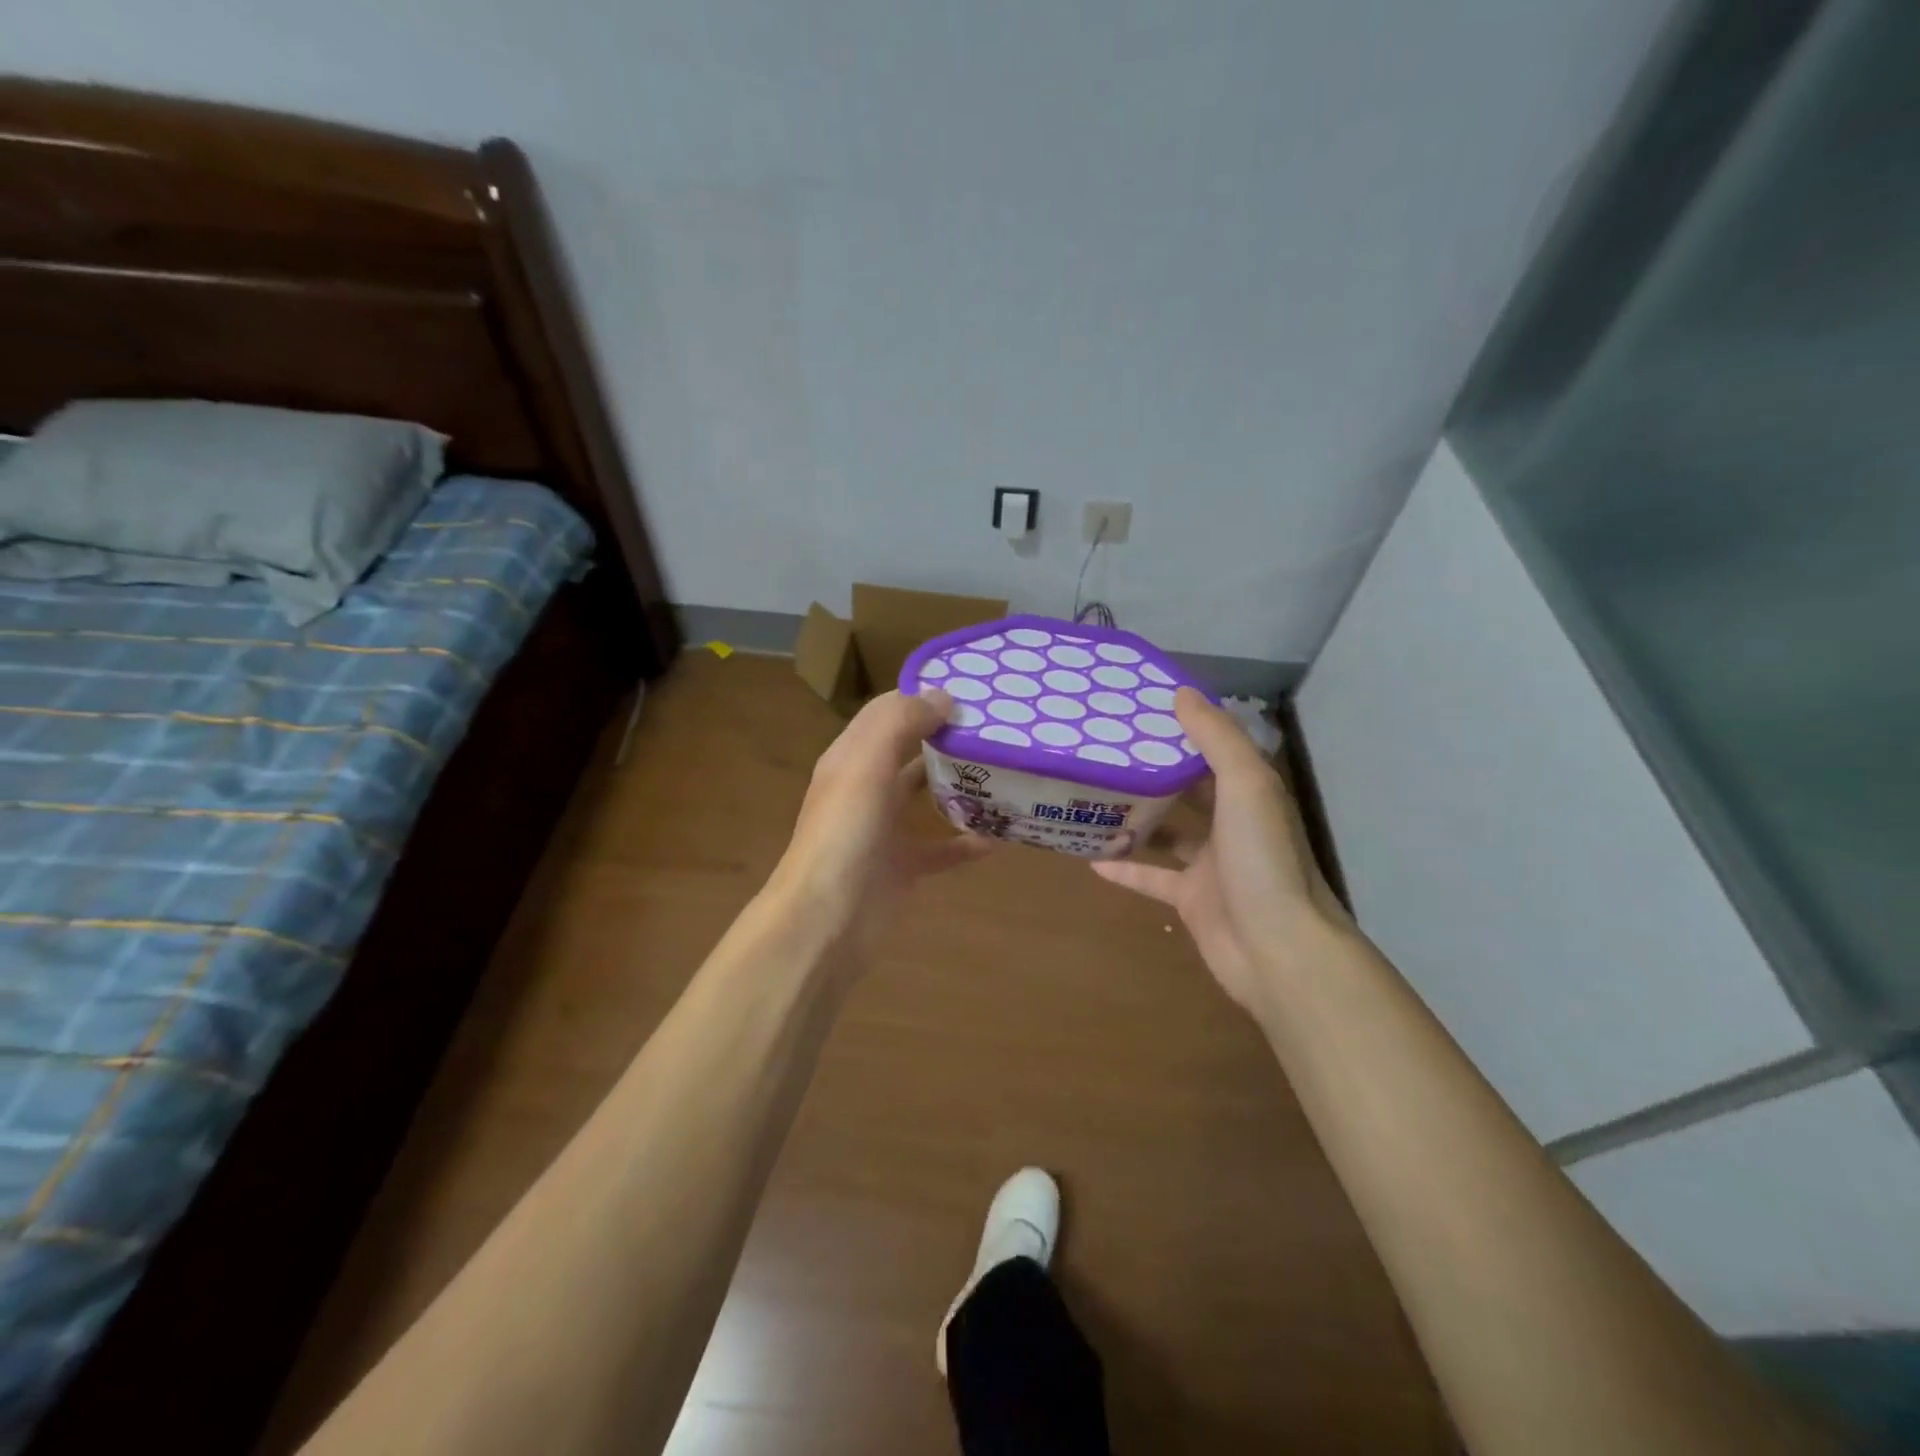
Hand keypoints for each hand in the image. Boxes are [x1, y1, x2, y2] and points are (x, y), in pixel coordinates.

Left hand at [770, 689, 993, 953]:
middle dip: (948, 739)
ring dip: (960, 786)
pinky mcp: (903, 867)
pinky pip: (942, 849)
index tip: (973, 691)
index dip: (923, 698)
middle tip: (999, 729)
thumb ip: (900, 722)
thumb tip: (943, 696)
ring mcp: (885, 829)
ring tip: (1005, 772)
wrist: (826, 920)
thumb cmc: (845, 834)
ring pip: (927, 797)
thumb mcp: (866, 765)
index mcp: (852, 757)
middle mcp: (868, 788)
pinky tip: (999, 837)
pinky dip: (967, 842)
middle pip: (911, 752)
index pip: (889, 713)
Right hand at [1093, 688, 1350, 1018]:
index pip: (1213, 749)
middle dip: (1153, 770)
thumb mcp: (1246, 785)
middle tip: (1105, 748)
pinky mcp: (1190, 898)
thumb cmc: (1263, 859)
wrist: (1278, 949)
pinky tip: (1088, 857)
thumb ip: (1216, 738)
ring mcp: (1210, 864)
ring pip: (1167, 832)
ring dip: (1136, 816)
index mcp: (1249, 792)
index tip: (1140, 707)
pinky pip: (1150, 877)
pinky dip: (1124, 868)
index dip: (1182, 726)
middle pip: (1188, 788)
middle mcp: (1231, 823)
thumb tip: (1182, 692)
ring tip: (1092, 794)